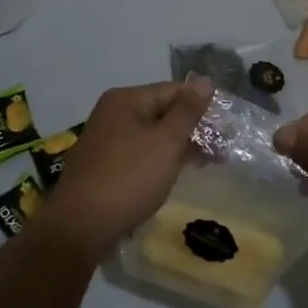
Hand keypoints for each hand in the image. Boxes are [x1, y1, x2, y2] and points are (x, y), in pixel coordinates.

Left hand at [33, 77, 213, 259]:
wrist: (79, 228)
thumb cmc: (129, 178)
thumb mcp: (166, 142)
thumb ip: (187, 111)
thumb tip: (205, 80)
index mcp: (126, 100)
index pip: (174, 91)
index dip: (202, 106)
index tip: (228, 127)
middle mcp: (112, 114)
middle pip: (163, 112)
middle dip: (193, 129)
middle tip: (223, 150)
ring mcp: (105, 141)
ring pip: (152, 136)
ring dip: (180, 147)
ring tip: (207, 164)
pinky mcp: (103, 167)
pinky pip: (140, 155)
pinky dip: (160, 161)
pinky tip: (175, 175)